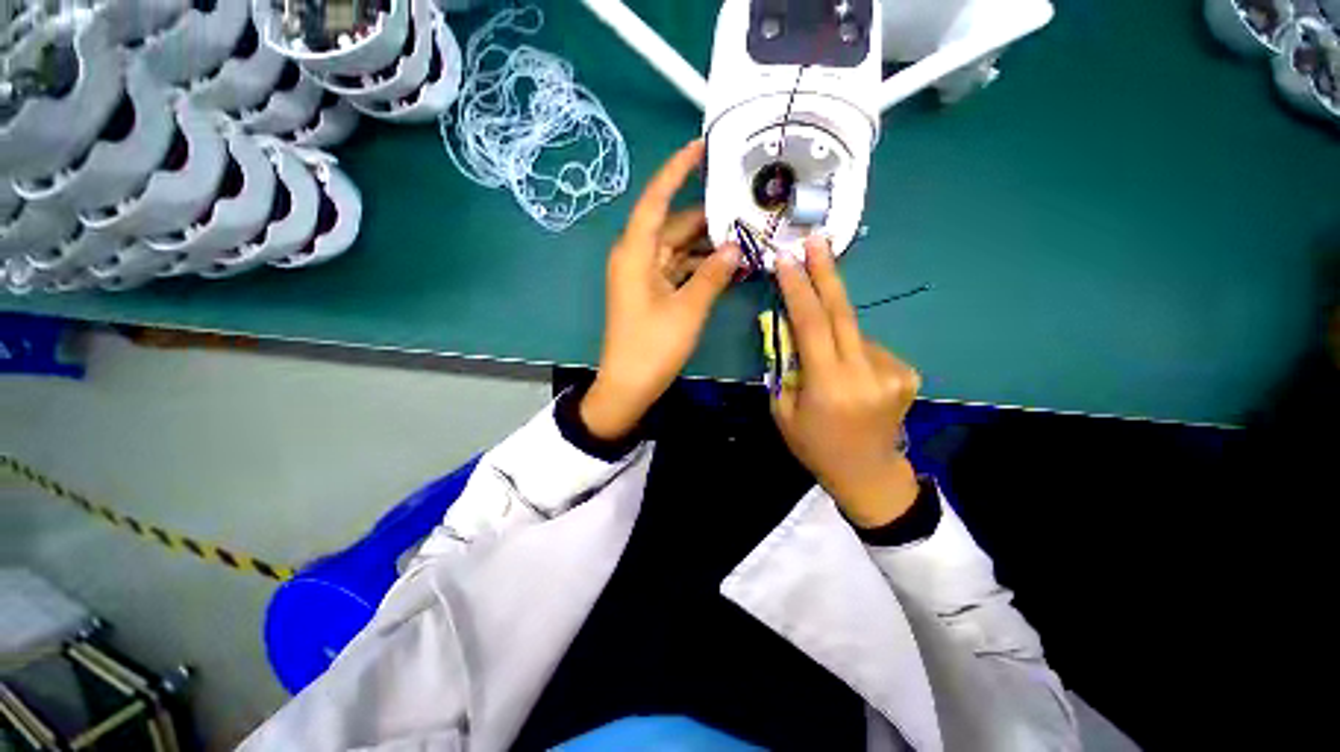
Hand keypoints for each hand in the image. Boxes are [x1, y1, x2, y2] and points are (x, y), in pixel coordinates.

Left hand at [581, 140, 741, 440]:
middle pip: (672, 225)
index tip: (700, 147)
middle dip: (706, 218)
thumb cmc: (653, 347)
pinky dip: (699, 267)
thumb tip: (736, 248)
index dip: (676, 171)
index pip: (655, 200)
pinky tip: (726, 265)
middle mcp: (636, 257)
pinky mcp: (651, 293)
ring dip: (706, 245)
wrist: (628, 386)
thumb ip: (712, 275)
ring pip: (677, 248)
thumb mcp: (688, 309)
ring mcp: (643, 276)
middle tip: (743, 207)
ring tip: (743, 236)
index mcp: (635, 253)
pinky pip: (677, 269)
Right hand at [772, 235, 921, 527]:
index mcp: (829, 385)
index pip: (812, 324)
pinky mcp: (908, 373)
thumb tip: (785, 327)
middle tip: (815, 240)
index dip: (798, 288)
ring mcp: (893, 371)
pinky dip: (852, 349)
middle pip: (843, 312)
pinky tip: (848, 373)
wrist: (868, 473)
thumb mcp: (784, 410)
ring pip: (854, 332)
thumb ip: (785, 366)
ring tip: (826, 361)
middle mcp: (865, 372)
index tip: (786, 259)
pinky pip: (869, 347)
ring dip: (834, 332)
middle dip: (826, 273)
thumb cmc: (815, 446)